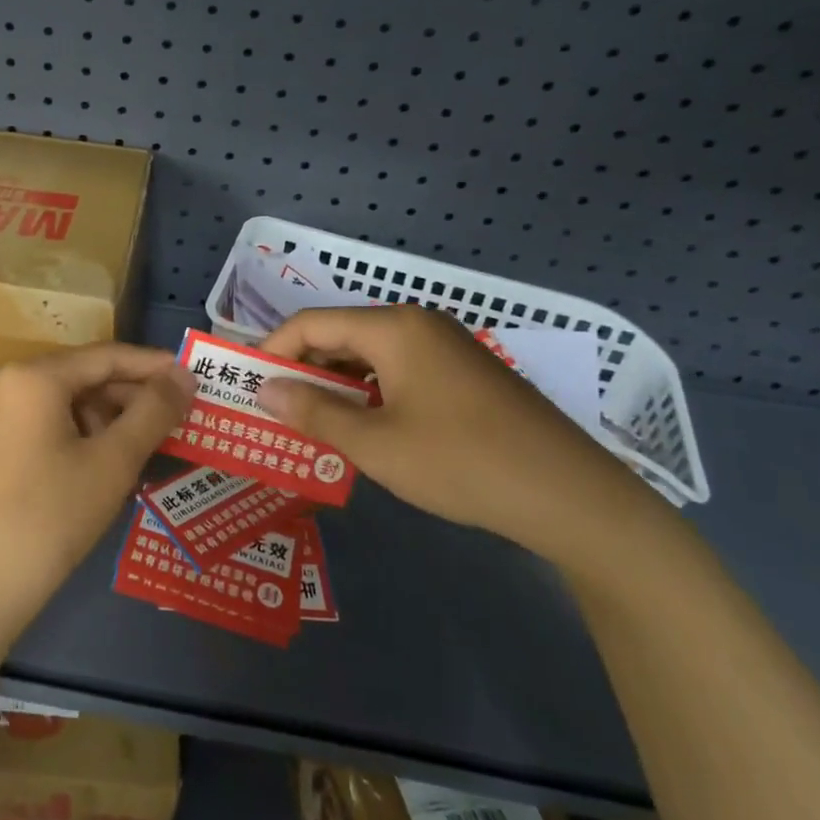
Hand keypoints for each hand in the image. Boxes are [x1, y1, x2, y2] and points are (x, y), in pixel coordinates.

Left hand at [0, 343, 196, 649]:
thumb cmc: (49, 519)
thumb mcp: (112, 463)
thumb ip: (153, 412)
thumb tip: (184, 377)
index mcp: (31, 377)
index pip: (105, 357)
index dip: (153, 366)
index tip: (192, 378)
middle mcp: (2, 383)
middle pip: (80, 377)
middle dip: (129, 397)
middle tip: (176, 419)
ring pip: (60, 402)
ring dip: (104, 418)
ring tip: (144, 447)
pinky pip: (39, 423)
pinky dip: (75, 434)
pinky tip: (102, 463)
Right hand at [258, 306, 662, 564]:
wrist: (571, 496)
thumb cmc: (461, 463)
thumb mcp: (375, 443)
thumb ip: (313, 411)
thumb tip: (264, 389)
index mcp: (394, 328)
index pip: (311, 323)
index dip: (273, 350)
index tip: (248, 384)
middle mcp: (418, 324)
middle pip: (340, 334)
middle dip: (303, 368)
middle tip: (274, 408)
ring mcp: (447, 347)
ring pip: (370, 354)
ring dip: (335, 383)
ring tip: (310, 421)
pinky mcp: (465, 373)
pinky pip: (399, 370)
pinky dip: (369, 392)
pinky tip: (362, 427)